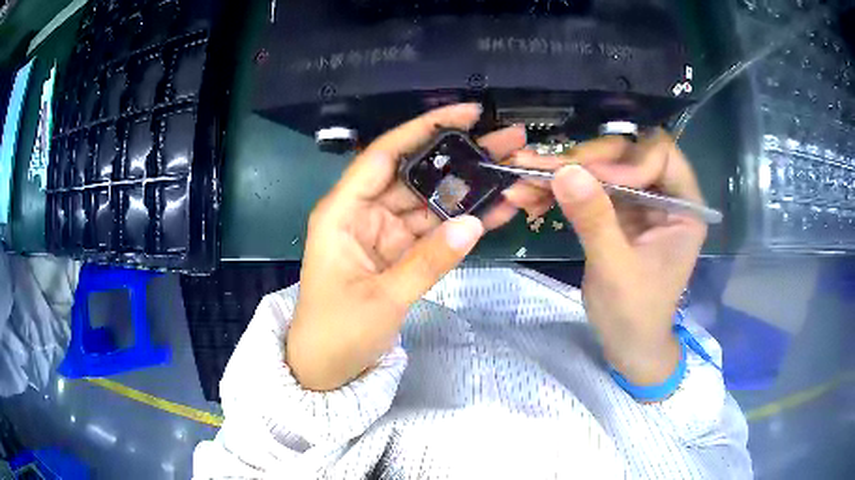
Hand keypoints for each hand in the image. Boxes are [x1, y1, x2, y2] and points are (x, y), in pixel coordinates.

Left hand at [288, 104, 527, 390]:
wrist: (326, 368)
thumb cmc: (337, 333)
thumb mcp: (381, 299)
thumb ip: (428, 261)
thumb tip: (474, 224)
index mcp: (343, 212)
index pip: (384, 154)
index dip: (425, 129)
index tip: (467, 114)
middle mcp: (364, 213)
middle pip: (417, 173)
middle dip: (462, 156)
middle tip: (508, 140)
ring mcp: (384, 233)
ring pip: (431, 201)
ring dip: (470, 189)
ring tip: (514, 170)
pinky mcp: (399, 253)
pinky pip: (434, 231)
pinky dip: (463, 223)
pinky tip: (498, 210)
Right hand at [506, 131, 707, 384]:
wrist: (627, 344)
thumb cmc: (634, 314)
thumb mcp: (615, 269)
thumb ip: (595, 219)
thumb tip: (565, 170)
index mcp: (683, 207)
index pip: (660, 154)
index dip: (627, 159)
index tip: (593, 177)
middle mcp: (664, 196)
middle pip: (626, 154)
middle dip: (585, 161)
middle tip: (545, 171)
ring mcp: (639, 202)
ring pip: (602, 167)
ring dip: (564, 173)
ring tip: (525, 181)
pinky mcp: (617, 212)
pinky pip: (589, 188)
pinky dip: (561, 190)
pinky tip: (530, 196)